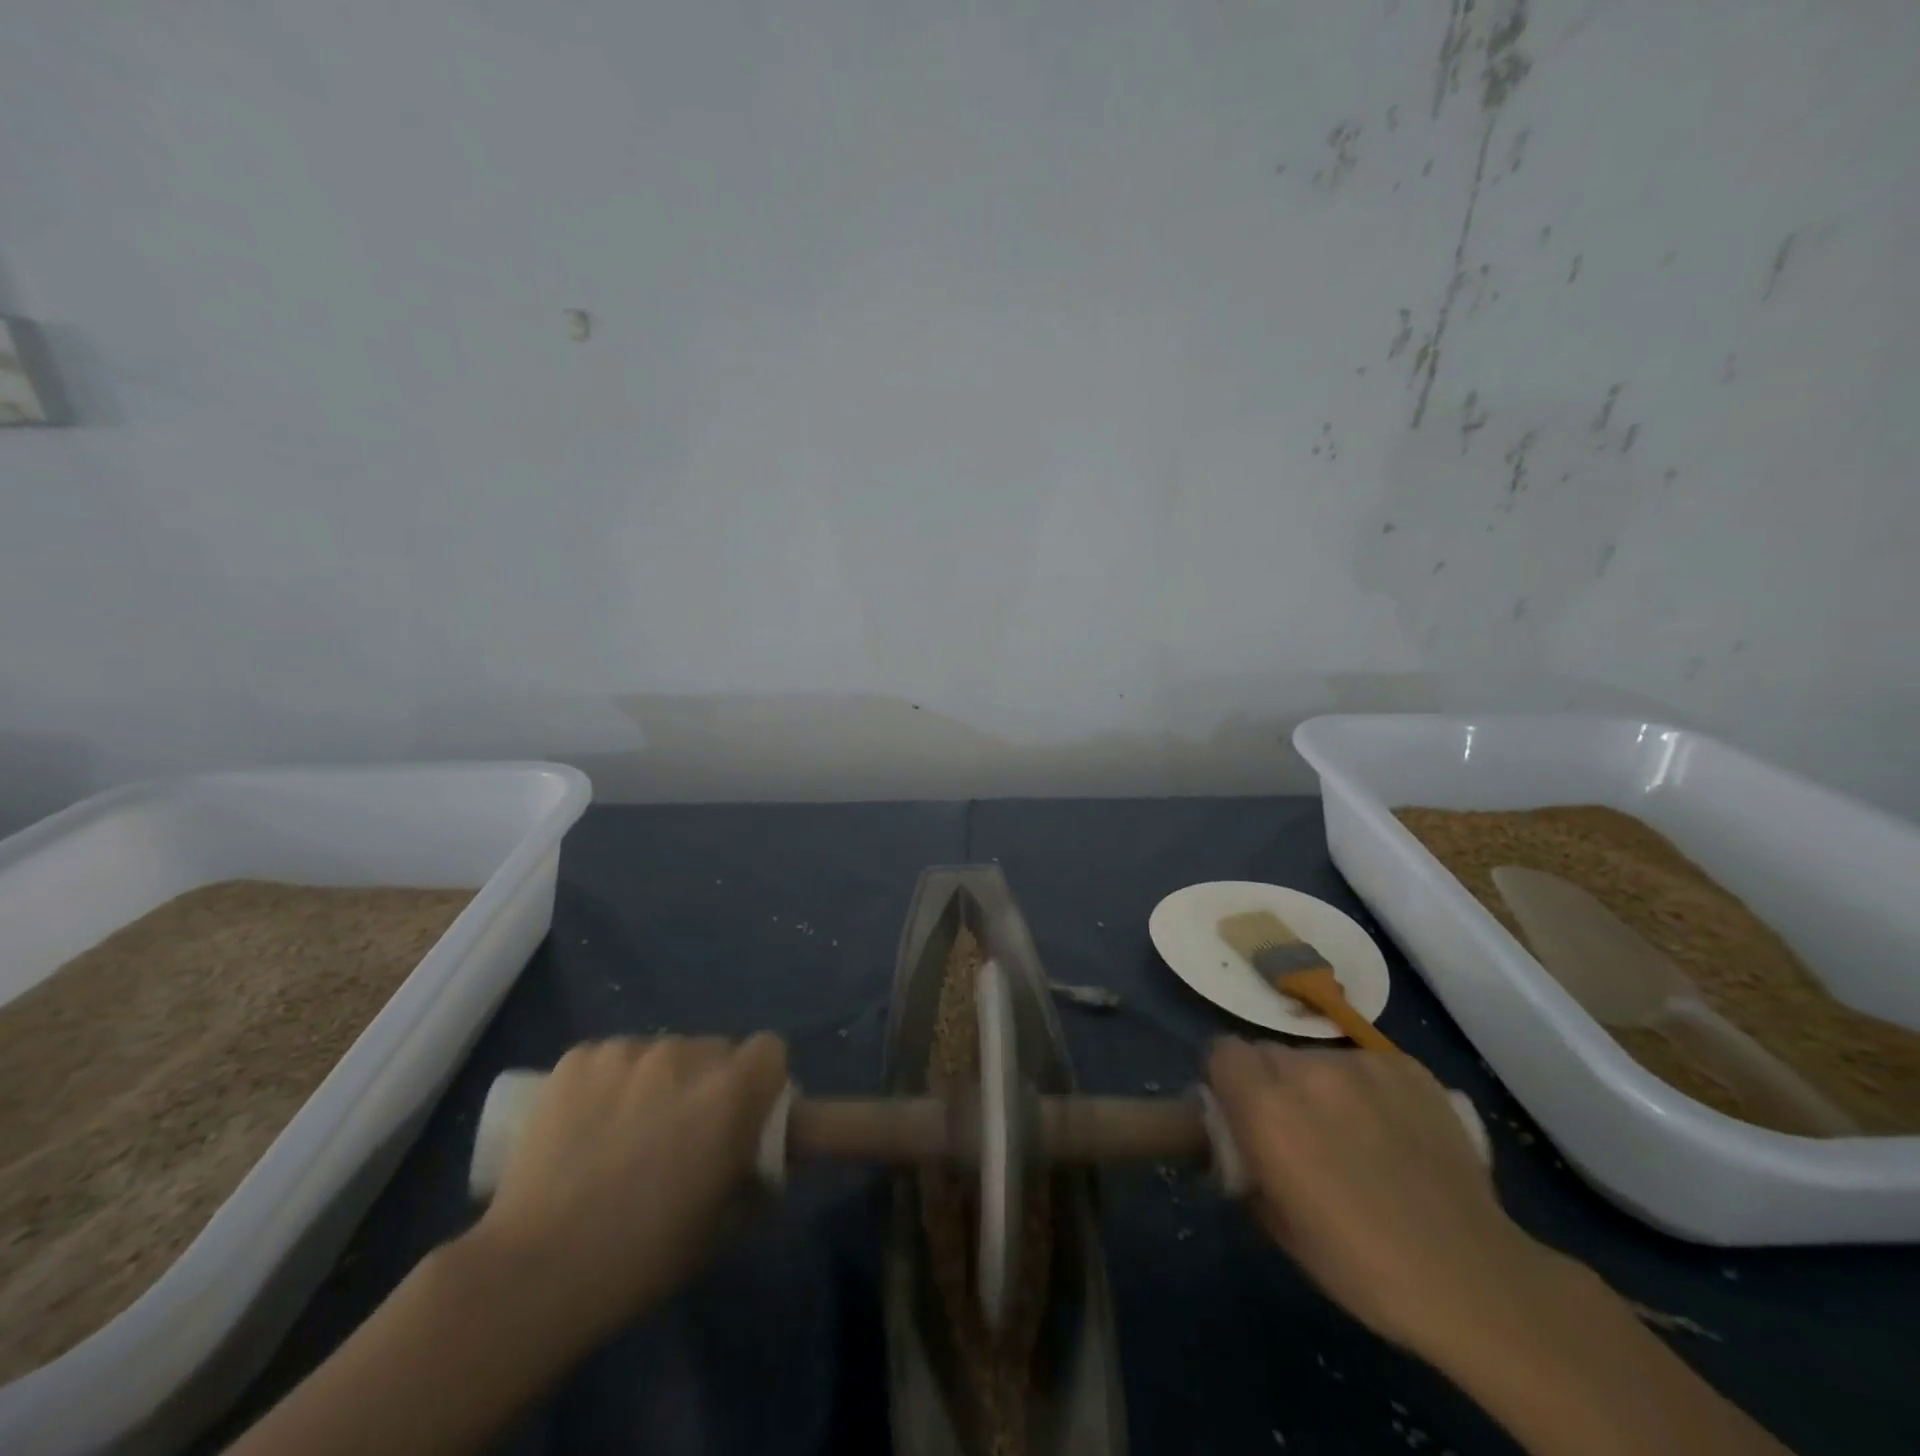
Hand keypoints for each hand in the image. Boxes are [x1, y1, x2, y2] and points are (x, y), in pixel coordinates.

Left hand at [468, 1034, 788, 1345]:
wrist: (533, 1272)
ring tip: (627, 1133)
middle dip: (710, 1083)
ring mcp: (628, 1051)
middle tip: (684, 1134)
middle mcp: (686, 1054)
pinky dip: (611, 1083)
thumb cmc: (643, 1257)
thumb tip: (767, 1159)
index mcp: (731, 1091)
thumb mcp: (725, 1225)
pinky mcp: (579, 1058)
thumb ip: (760, 1177)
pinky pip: (613, 1059)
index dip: (762, 1082)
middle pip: (715, 1050)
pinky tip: (587, 1126)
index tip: (745, 1117)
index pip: (770, 1050)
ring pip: (663, 1053)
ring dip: (661, 1081)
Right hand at [1208, 1038, 1558, 1360]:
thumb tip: (1243, 1146)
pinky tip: (1394, 1130)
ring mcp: (1360, 1064)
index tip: (1242, 1111)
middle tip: (1298, 1129)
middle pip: (1268, 1053)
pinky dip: (1368, 1089)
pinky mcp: (1407, 1067)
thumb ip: (1248, 1166)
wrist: (1473, 1279)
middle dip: (1272, 1083)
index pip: (1222, 1052)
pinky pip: (1366, 1064)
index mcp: (1266, 1108)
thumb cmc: (1362, 1266)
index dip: (1227, 1079)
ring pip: (1318, 1058)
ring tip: (1355, 1133)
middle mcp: (1306, 1071)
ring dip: (1320, 1086)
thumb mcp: (1279, 1226)